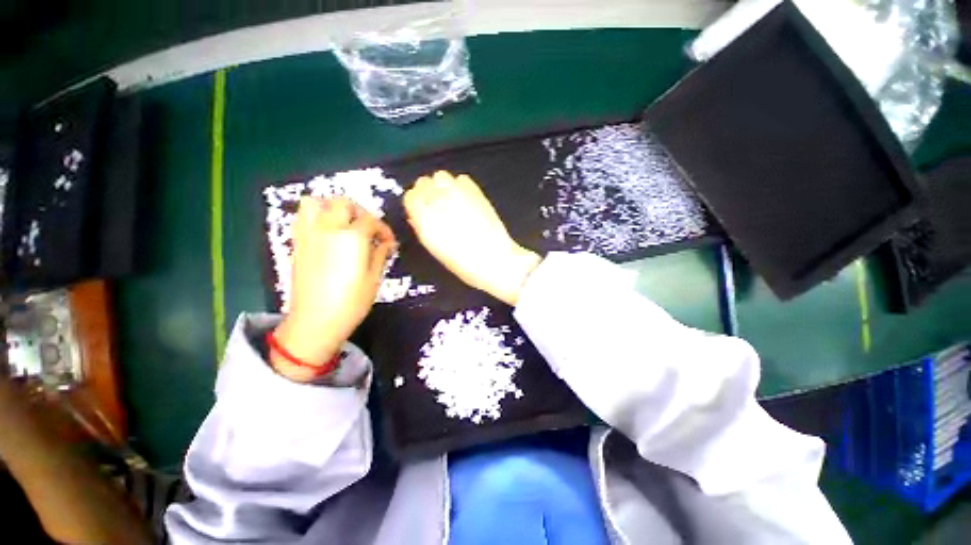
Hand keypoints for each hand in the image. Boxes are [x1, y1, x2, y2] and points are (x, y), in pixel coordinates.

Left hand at [273, 197, 395, 381]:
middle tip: (369, 229)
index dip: (384, 229)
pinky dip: (315, 215)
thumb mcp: (374, 278)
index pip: (371, 220)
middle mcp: (328, 229)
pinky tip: (327, 231)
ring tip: (344, 223)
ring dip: (332, 206)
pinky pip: (301, 217)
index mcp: (352, 238)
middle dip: (360, 211)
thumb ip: (380, 254)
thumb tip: (387, 243)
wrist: (315, 321)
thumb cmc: (351, 302)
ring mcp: (309, 234)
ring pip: (315, 202)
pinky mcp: (298, 243)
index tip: (389, 243)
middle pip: (343, 202)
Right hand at [403, 171, 541, 305]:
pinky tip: (466, 200)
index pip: (410, 196)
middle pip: (423, 182)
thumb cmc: (463, 263)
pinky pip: (461, 179)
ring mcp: (458, 193)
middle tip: (436, 205)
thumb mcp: (435, 249)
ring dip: (442, 186)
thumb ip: (422, 228)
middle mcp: (438, 201)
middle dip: (427, 192)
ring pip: (441, 176)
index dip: (415, 203)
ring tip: (451, 201)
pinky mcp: (476, 191)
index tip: (420, 209)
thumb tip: (416, 216)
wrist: (495, 259)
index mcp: (425, 219)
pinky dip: (460, 186)